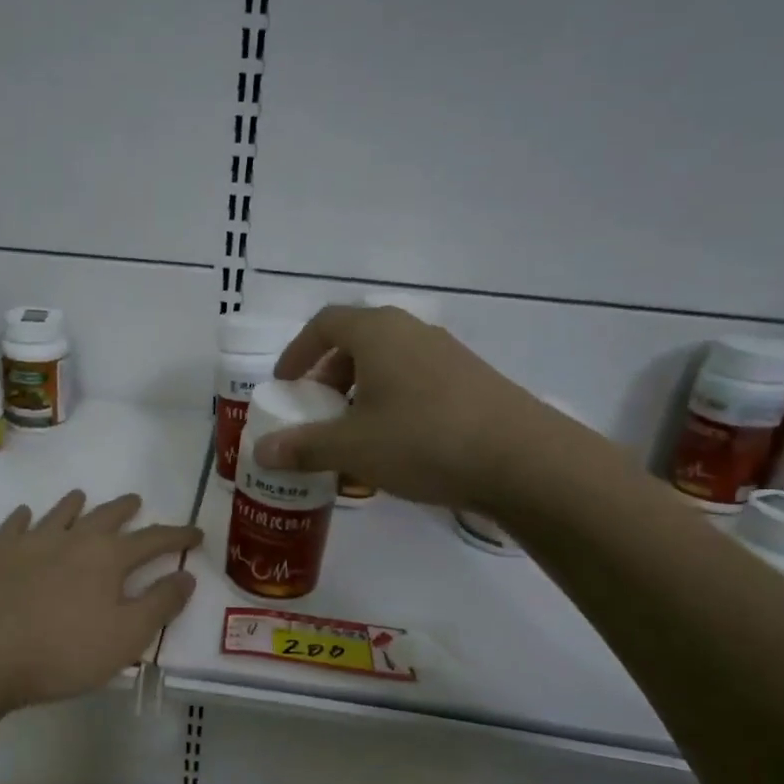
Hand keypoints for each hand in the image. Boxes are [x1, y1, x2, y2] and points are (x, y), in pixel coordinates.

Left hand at [0, 490, 201, 710]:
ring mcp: (31, 543)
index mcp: (107, 558)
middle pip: (105, 516)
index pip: (152, 539)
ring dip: (75, 504)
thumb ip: (160, 604)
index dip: (177, 536)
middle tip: (136, 501)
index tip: (195, 533)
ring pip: (60, 513)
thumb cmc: (62, 652)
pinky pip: (14, 527)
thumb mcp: (126, 637)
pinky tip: (24, 516)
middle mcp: (72, 539)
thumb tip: (187, 576)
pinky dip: (23, 518)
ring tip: (82, 496)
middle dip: (125, 509)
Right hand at [252, 304, 587, 509]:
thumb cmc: (423, 440)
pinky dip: (393, 401)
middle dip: (329, 374)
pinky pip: (417, 380)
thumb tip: (260, 452)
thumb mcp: (353, 448)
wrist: (522, 460)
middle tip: (317, 410)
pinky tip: (397, 443)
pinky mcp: (472, 381)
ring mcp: (447, 354)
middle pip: (358, 340)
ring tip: (354, 431)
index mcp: (378, 332)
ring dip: (362, 390)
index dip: (298, 351)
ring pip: (389, 362)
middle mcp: (412, 332)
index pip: (325, 323)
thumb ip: (303, 447)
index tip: (285, 384)